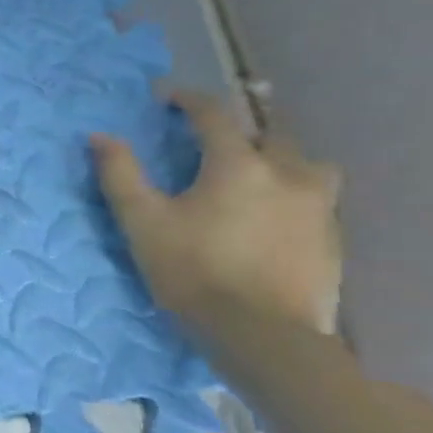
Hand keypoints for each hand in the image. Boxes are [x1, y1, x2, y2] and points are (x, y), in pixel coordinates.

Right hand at [91, 90, 342, 333]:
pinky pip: (315, 199)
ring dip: (279, 161)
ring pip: (306, 165)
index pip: (214, 116)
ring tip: (254, 176)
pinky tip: (270, 216)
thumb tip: (100, 137)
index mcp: (239, 165)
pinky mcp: (332, 239)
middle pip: (270, 135)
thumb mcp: (141, 221)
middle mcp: (288, 175)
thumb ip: (120, 174)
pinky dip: (291, 194)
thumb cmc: (192, 271)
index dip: (188, 101)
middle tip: (210, 142)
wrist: (260, 334)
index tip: (166, 97)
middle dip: (239, 132)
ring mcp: (319, 208)